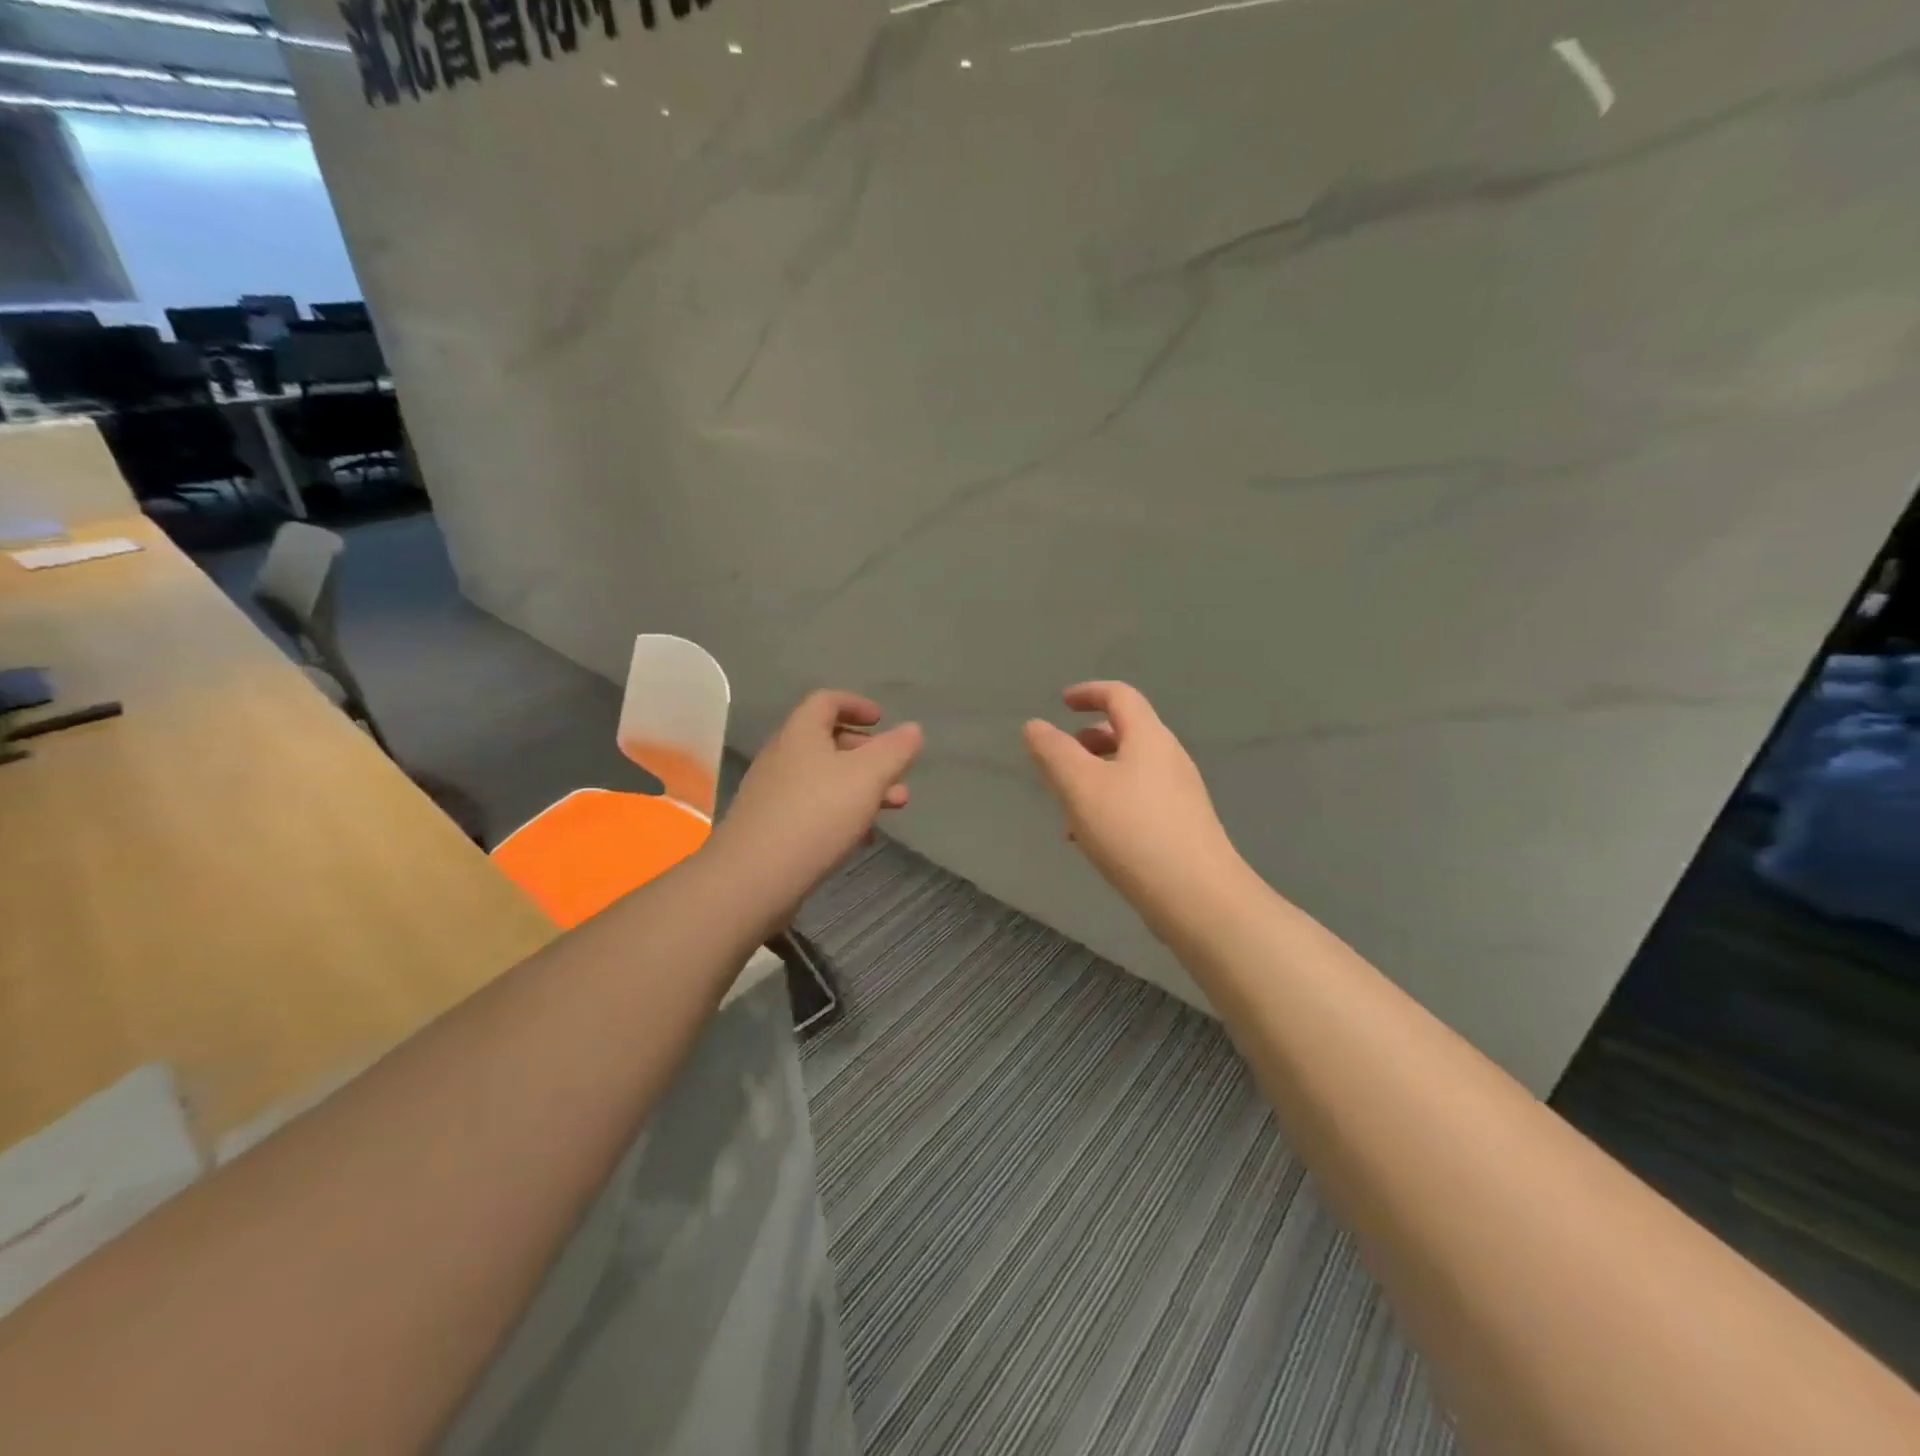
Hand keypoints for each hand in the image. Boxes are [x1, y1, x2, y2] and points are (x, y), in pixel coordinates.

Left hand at [709, 690, 922, 936]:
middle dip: (868, 753)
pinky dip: (842, 814)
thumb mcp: (867, 777)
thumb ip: (894, 750)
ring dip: (861, 787)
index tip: (883, 720)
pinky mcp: (771, 828)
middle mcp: (782, 757)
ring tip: (895, 807)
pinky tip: (862, 838)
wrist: (754, 878)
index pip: (826, 701)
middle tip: (896, 771)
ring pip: (825, 779)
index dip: (857, 704)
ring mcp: (773, 794)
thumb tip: (913, 729)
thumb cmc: (816, 815)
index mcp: (801, 734)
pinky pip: (813, 809)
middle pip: (827, 741)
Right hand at [1024, 681, 1245, 943]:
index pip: (1120, 696)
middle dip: (1087, 740)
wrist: (1196, 897)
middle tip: (1058, 759)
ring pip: (1129, 771)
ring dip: (1095, 777)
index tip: (1061, 703)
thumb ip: (1053, 751)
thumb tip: (1035, 726)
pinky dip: (1109, 804)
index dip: (1088, 692)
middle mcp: (1169, 758)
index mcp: (1149, 738)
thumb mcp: (1080, 786)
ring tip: (1066, 808)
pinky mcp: (1181, 826)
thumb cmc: (1132, 831)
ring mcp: (1180, 794)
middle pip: (1126, 733)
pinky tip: (1090, 839)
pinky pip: (1138, 801)